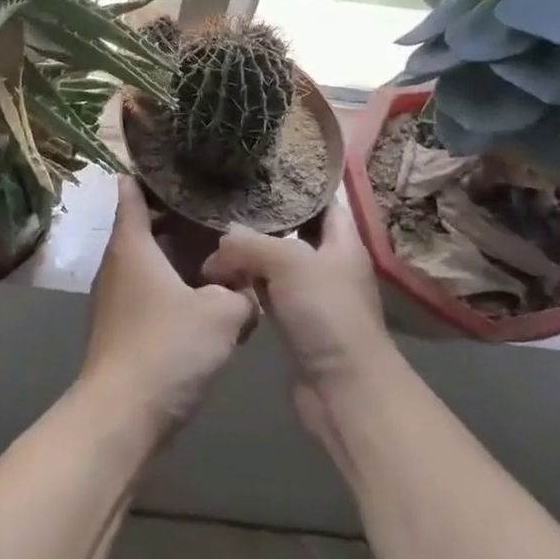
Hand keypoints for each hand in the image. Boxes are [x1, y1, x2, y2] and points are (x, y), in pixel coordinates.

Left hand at [79, 177, 256, 438]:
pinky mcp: (123, 327)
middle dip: (177, 215)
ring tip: (220, 250)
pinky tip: (207, 298)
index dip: (151, 174)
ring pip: (149, 260)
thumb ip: (242, 294)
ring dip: (179, 254)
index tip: (179, 164)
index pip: (131, 191)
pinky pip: (151, 291)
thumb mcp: (220, 314)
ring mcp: (116, 297)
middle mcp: (117, 263)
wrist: (121, 416)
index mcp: (132, 244)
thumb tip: (249, 290)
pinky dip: (175, 285)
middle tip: (217, 207)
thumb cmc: (167, 348)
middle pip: (144, 224)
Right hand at [201, 200, 396, 452]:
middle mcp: (330, 263)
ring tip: (215, 235)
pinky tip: (221, 277)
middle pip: (295, 230)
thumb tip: (223, 239)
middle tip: (227, 199)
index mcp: (342, 241)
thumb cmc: (327, 314)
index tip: (264, 167)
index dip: (299, 182)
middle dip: (263, 217)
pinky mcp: (296, 323)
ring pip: (276, 262)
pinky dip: (247, 284)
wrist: (345, 391)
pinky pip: (267, 292)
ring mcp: (313, 295)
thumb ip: (250, 244)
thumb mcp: (288, 263)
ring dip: (250, 254)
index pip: (324, 200)